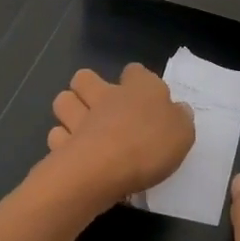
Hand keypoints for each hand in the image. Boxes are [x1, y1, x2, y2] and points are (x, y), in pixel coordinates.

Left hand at [41, 64, 195, 209]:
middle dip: (88, 87)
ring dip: (70, 109)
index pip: (135, 71)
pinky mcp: (61, 144)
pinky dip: (62, 142)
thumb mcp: (182, 133)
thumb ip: (180, 119)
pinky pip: (57, 135)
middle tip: (101, 106)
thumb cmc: (148, 145)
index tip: (142, 94)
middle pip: (85, 78)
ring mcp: (79, 118)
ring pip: (64, 100)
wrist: (102, 169)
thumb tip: (178, 110)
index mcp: (139, 88)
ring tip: (82, 126)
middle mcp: (106, 96)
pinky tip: (73, 153)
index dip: (136, 80)